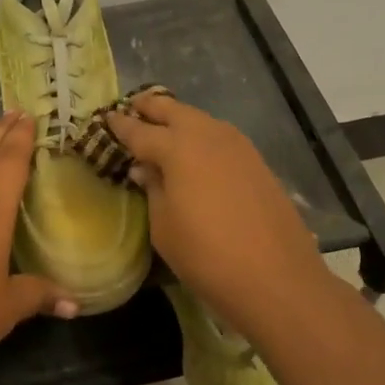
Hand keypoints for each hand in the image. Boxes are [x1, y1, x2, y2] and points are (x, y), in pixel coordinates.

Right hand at [106, 92, 326, 333]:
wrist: (277, 278)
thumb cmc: (207, 255)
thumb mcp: (164, 226)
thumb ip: (153, 189)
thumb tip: (145, 168)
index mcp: (177, 147)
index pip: (140, 131)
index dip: (121, 125)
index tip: (107, 117)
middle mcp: (207, 135)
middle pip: (172, 110)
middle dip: (150, 107)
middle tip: (133, 107)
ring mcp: (237, 145)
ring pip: (199, 119)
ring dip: (178, 118)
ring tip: (162, 127)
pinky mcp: (256, 161)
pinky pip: (219, 136)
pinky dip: (201, 135)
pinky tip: (195, 151)